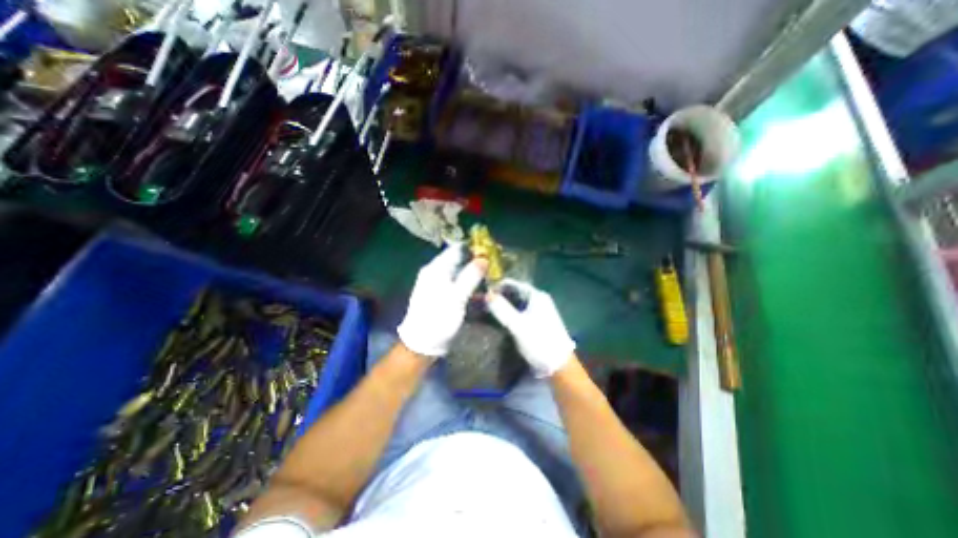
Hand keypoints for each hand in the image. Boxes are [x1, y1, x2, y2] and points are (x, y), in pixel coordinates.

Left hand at [396, 245, 487, 356]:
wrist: (422, 344)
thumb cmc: (437, 318)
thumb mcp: (456, 297)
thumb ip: (470, 276)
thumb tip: (483, 259)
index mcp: (436, 269)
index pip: (457, 249)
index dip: (474, 247)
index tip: (491, 249)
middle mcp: (436, 273)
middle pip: (459, 260)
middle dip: (477, 261)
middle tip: (496, 263)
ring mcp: (439, 285)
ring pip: (461, 273)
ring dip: (475, 273)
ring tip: (493, 275)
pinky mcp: (443, 296)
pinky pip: (459, 284)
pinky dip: (471, 285)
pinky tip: (483, 289)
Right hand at [487, 278, 575, 376]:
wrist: (559, 365)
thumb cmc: (539, 342)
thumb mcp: (518, 325)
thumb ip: (502, 309)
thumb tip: (487, 295)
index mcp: (536, 296)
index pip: (513, 284)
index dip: (497, 287)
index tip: (482, 294)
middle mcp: (539, 300)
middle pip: (515, 293)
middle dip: (499, 297)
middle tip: (483, 304)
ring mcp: (540, 311)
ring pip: (517, 303)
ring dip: (504, 306)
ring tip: (488, 312)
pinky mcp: (539, 322)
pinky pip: (520, 312)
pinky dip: (510, 314)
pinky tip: (501, 321)